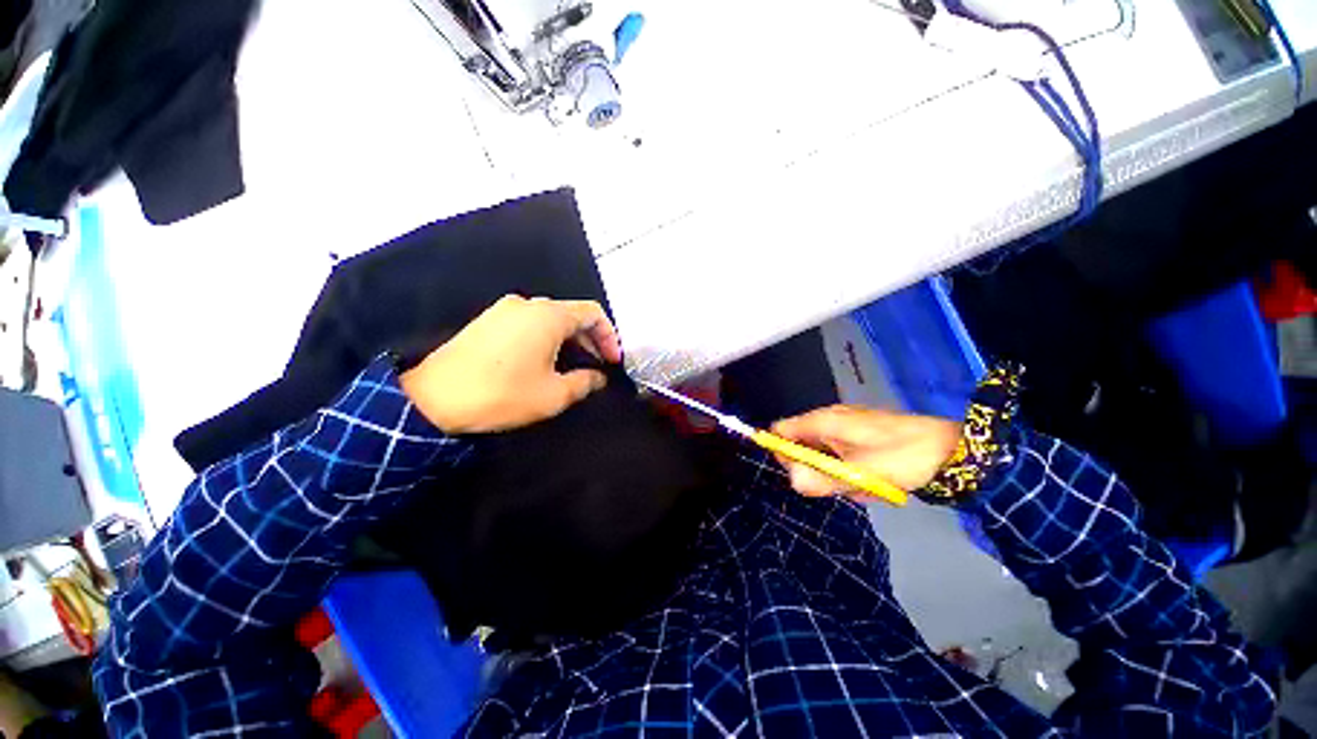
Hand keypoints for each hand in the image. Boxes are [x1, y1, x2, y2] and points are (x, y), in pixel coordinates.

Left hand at [401, 295, 622, 433]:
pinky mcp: (488, 321)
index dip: (609, 336)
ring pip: (550, 319)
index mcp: (548, 316)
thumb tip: (599, 377)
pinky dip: (546, 338)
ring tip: (573, 367)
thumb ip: (585, 382)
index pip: (592, 313)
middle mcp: (527, 304)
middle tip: (597, 366)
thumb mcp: (553, 395)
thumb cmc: (502, 394)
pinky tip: (544, 361)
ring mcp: (504, 310)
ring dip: (569, 340)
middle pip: (572, 314)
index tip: (612, 361)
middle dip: (590, 340)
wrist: (433, 398)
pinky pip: (529, 323)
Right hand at [770, 405, 961, 498]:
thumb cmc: (905, 457)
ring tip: (860, 484)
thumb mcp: (864, 473)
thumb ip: (825, 478)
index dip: (780, 451)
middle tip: (837, 484)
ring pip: (819, 456)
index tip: (796, 474)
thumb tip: (792, 481)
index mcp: (825, 421)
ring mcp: (844, 430)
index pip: (782, 430)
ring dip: (833, 474)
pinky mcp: (857, 440)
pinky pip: (838, 459)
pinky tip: (870, 481)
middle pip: (798, 444)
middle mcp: (829, 421)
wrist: (953, 452)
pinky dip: (847, 473)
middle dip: (812, 469)